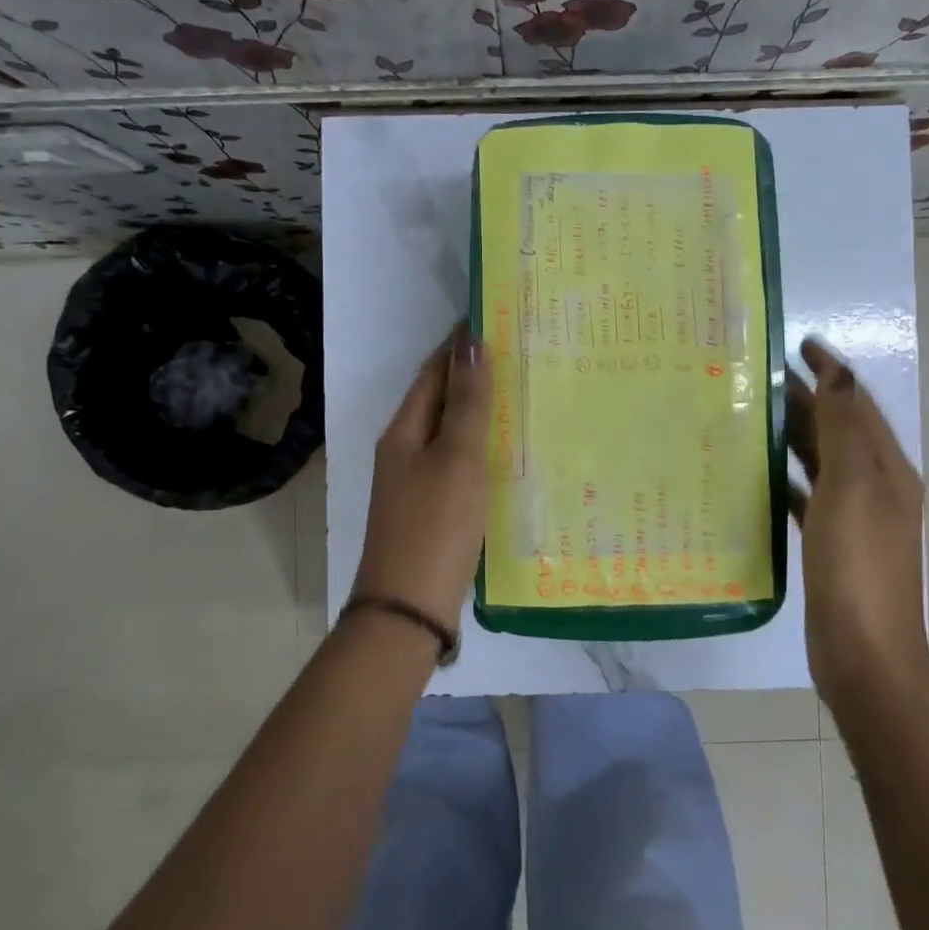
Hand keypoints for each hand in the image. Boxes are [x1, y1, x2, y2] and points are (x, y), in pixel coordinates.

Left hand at [350, 325, 492, 633]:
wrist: (408, 610)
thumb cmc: (434, 526)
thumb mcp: (456, 458)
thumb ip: (466, 402)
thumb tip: (471, 340)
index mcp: (403, 431)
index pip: (433, 372)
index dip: (460, 345)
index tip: (496, 319)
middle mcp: (405, 450)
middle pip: (440, 399)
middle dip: (473, 374)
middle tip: (522, 353)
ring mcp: (417, 482)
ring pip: (451, 432)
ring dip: (480, 410)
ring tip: (524, 392)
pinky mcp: (433, 508)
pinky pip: (459, 462)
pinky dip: (482, 446)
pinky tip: (509, 450)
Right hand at [787, 336, 928, 696]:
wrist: (864, 655)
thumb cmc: (857, 566)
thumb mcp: (851, 489)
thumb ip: (844, 430)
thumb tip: (841, 373)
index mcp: (886, 470)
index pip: (857, 404)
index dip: (832, 371)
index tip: (798, 343)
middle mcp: (876, 488)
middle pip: (838, 430)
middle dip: (808, 398)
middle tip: (761, 375)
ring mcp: (855, 519)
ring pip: (821, 461)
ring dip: (794, 435)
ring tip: (754, 414)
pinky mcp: (832, 545)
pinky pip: (808, 496)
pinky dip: (788, 478)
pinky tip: (760, 476)